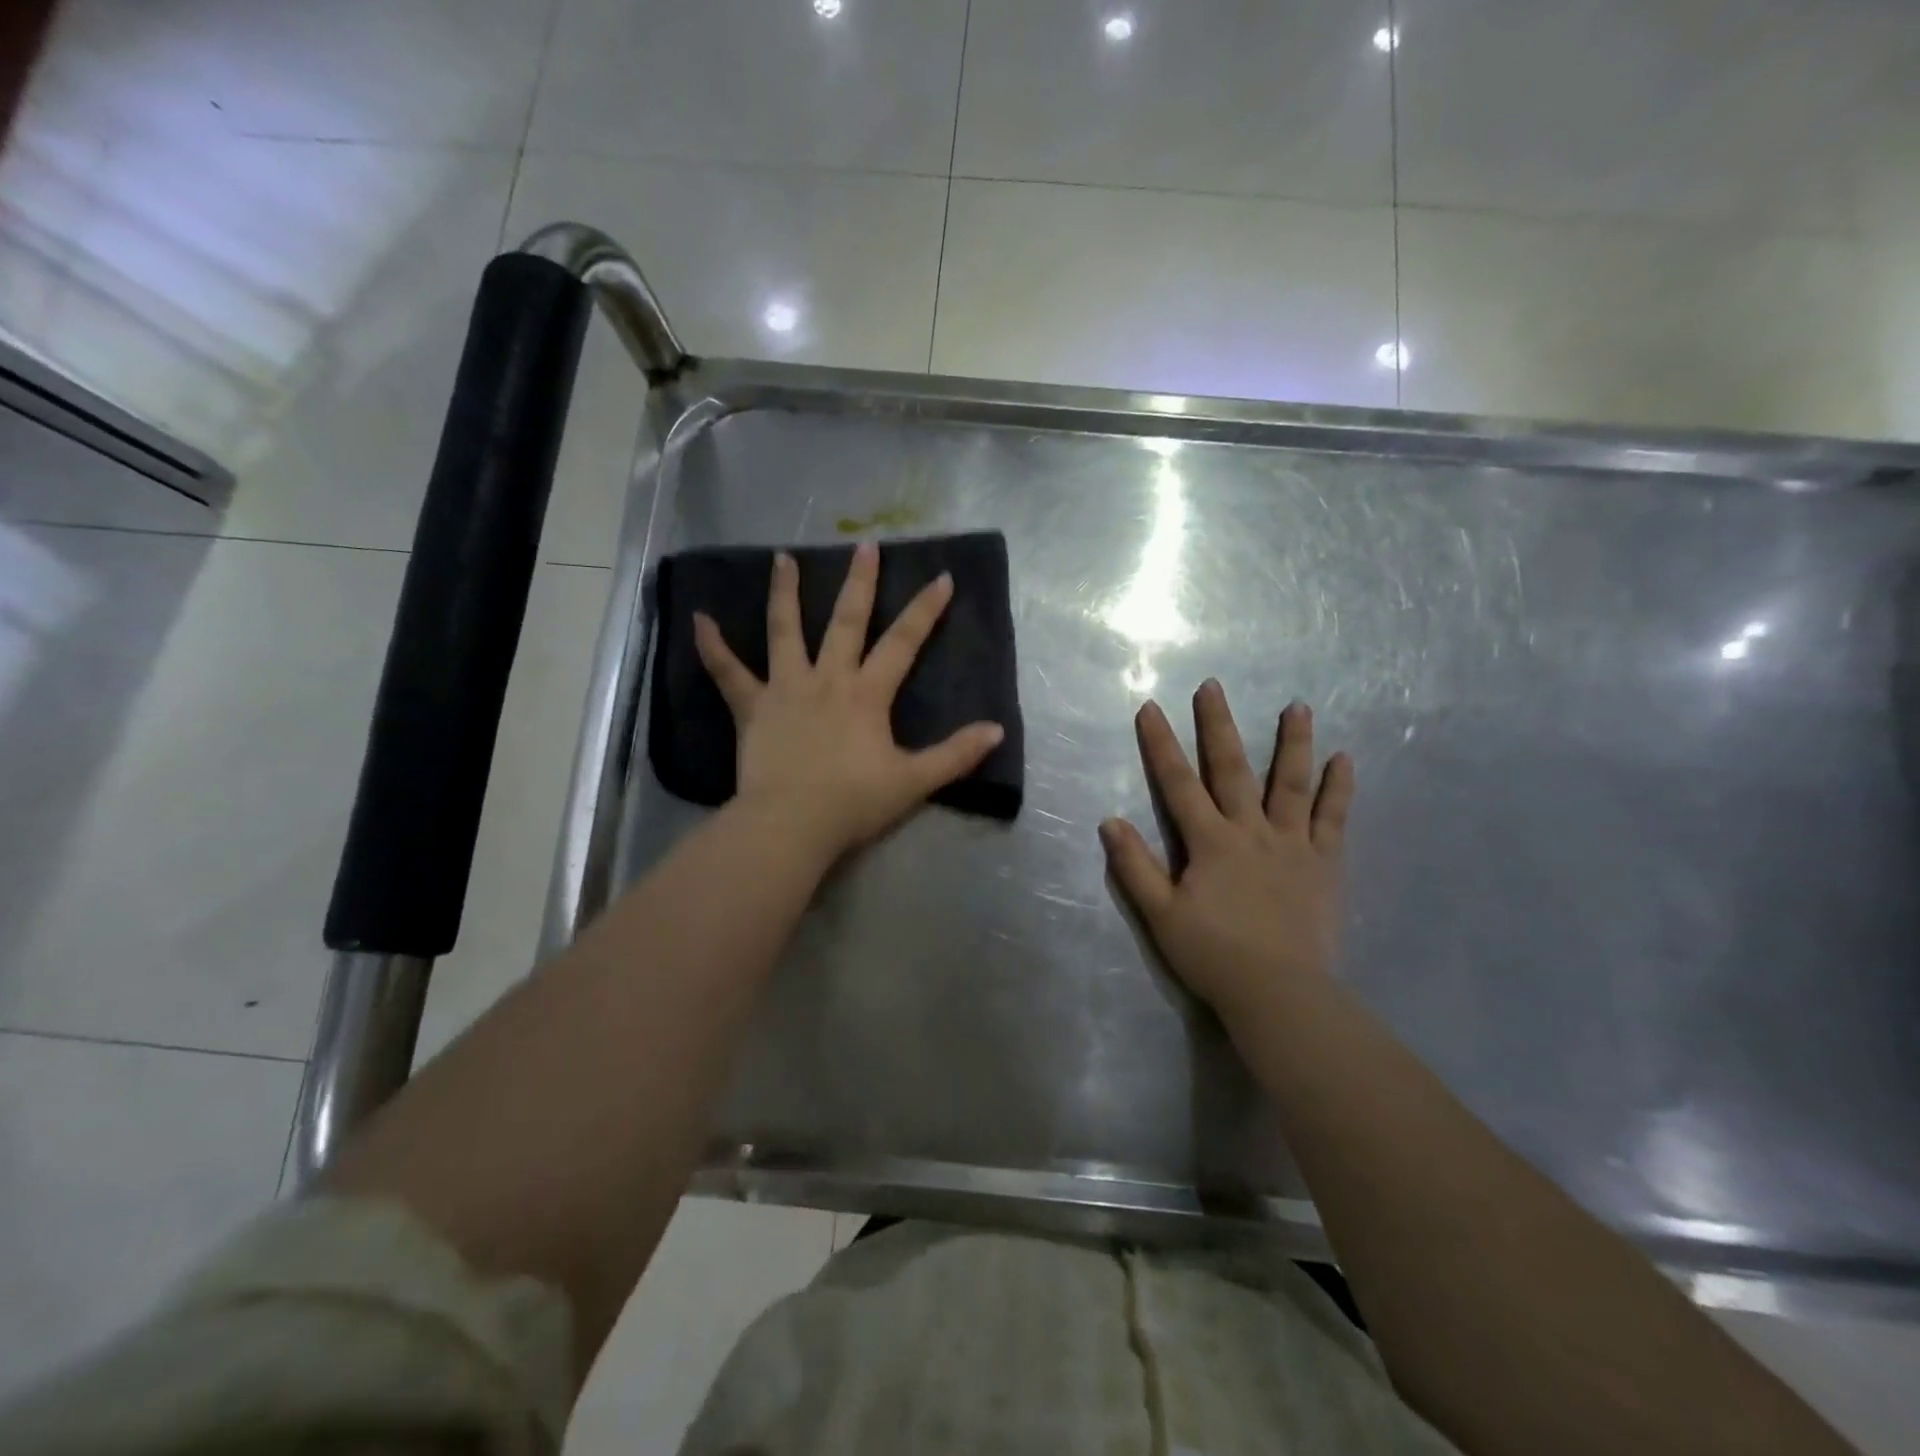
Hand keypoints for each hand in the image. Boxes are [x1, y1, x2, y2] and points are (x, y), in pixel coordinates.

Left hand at [694, 541, 1004, 863]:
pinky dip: (713, 648)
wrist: (791, 825)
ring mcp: (785, 689)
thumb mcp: (914, 781)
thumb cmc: (853, 802)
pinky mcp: (752, 709)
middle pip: (846, 622)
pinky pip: (729, 673)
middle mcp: (827, 679)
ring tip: (783, 558)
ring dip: (785, 593)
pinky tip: (698, 619)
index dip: (925, 610)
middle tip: (865, 547)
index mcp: (867, 694)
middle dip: (860, 583)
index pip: (903, 643)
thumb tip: (996, 730)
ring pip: (784, 631)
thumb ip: (955, 755)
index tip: (941, 577)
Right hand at [1100, 681, 1354, 1039]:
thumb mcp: (1161, 914)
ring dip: (1292, 742)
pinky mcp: (1324, 863)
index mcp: (1210, 842)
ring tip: (1298, 706)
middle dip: (1219, 726)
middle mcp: (1251, 831)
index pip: (1178, 783)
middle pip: (1233, 769)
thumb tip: (1109, 821)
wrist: (1279, 992)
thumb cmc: (1214, 954)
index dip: (1161, 744)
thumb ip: (1135, 866)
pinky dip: (1339, 788)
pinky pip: (1334, 818)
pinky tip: (1344, 759)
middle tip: (1214, 686)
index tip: (1150, 707)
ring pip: (1291, 783)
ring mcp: (1292, 844)